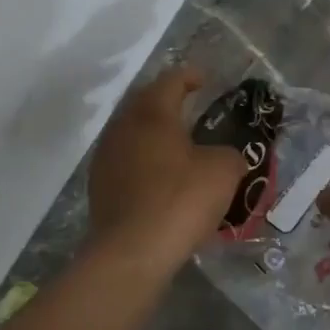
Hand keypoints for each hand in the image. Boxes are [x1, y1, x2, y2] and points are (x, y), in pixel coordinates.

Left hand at [88, 67, 247, 261]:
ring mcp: (106, 157)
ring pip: (132, 131)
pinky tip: (160, 175)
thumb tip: (225, 157)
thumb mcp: (223, 171)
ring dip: (153, 131)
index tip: (205, 80)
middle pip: (145, 102)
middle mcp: (123, 127)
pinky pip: (125, 160)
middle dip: (167, 101)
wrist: (132, 252)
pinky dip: (143, 159)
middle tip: (190, 106)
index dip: (190, 76)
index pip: (171, 81)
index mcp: (152, 113)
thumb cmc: (180, 200)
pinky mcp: (99, 186)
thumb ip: (229, 154)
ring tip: (177, 143)